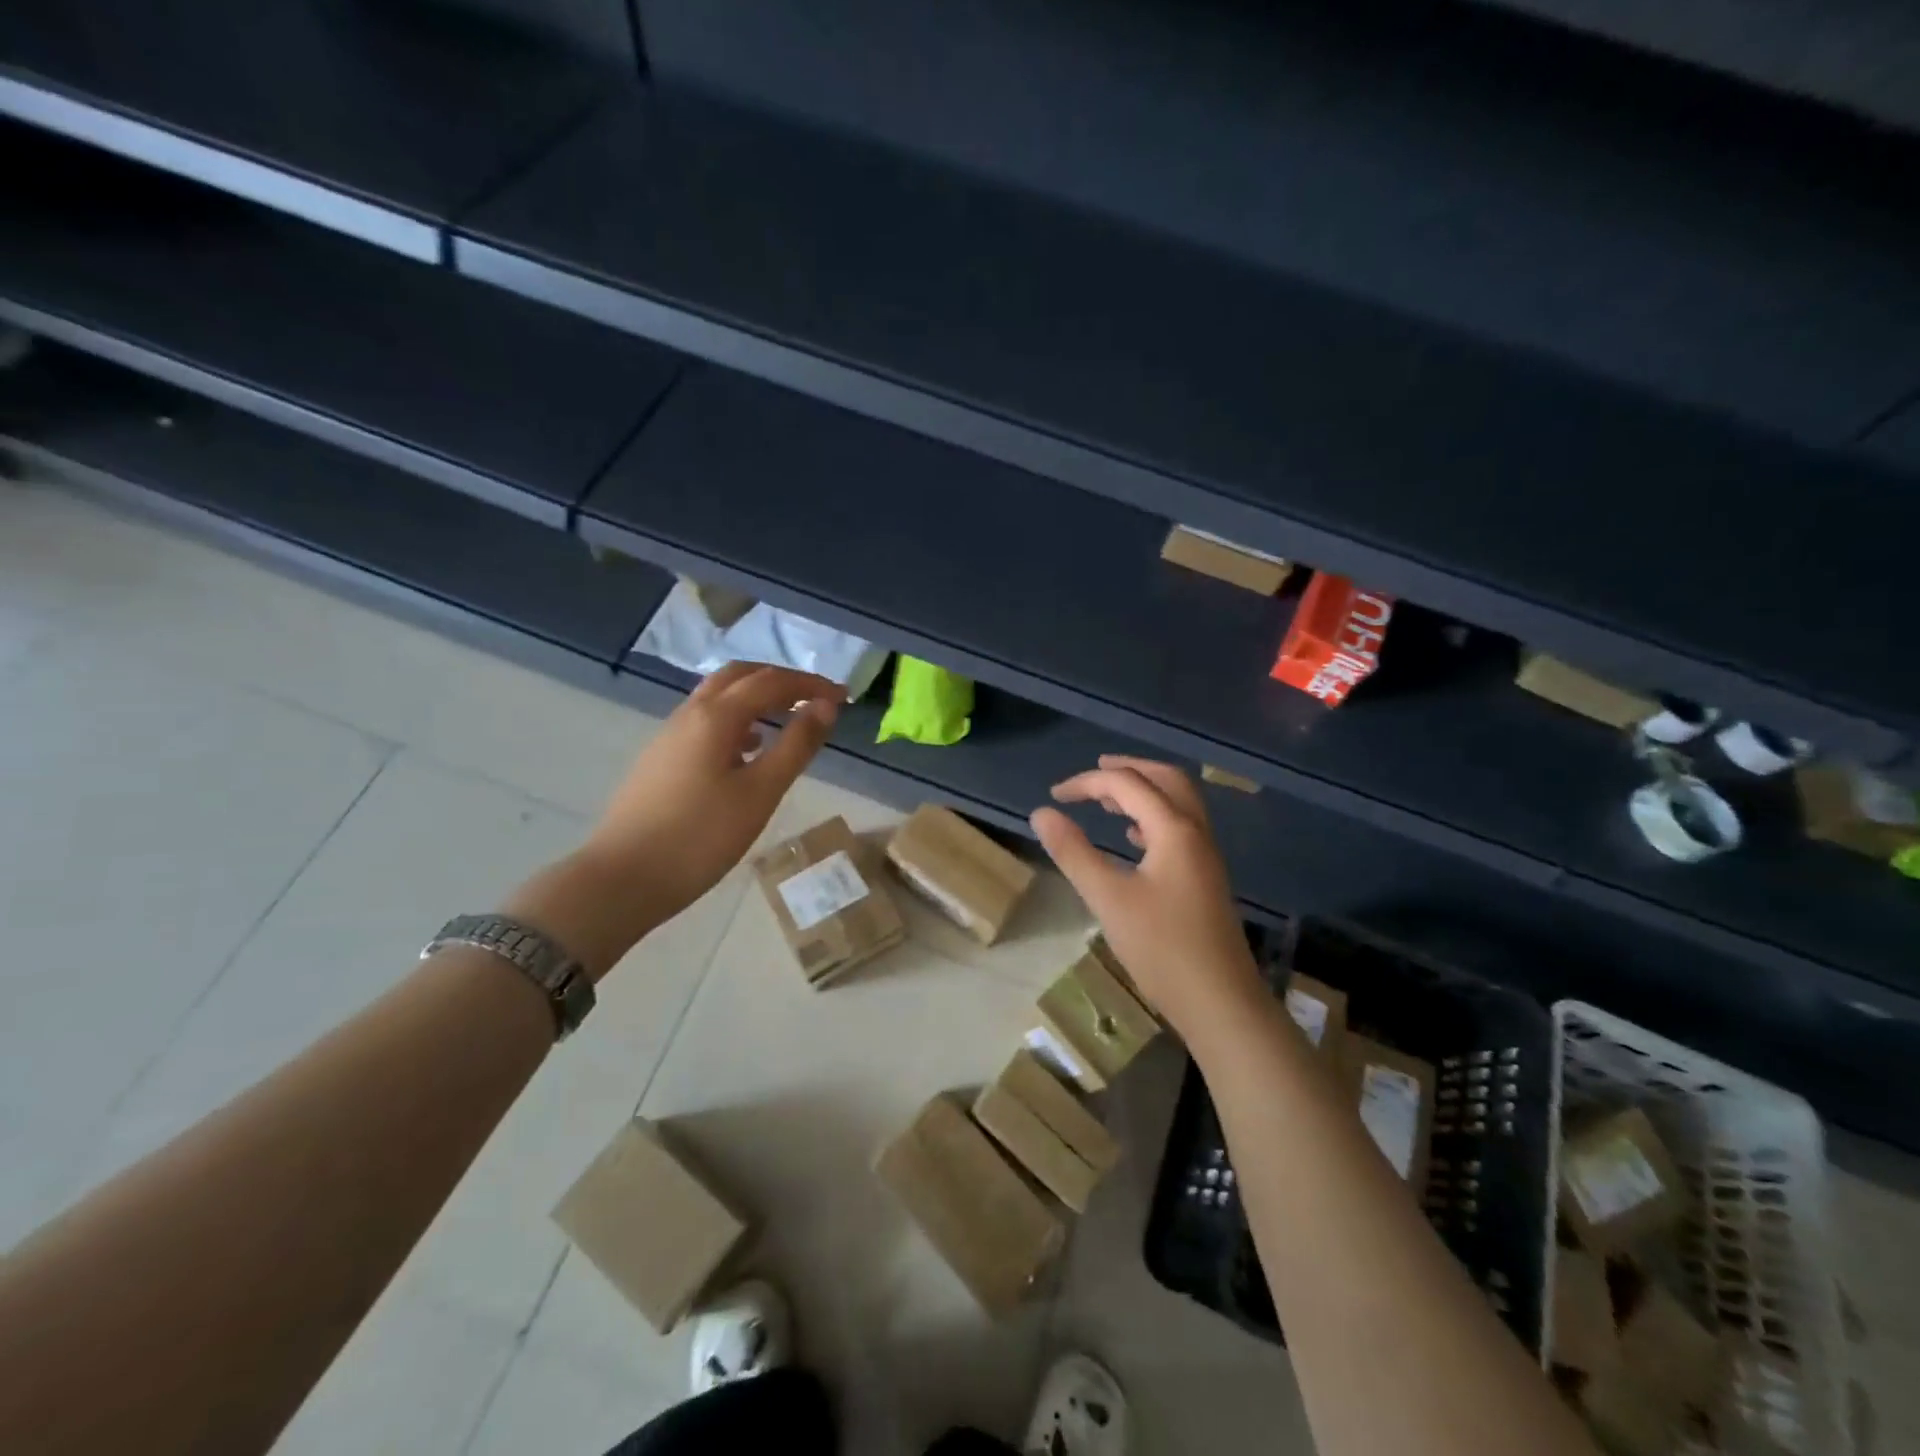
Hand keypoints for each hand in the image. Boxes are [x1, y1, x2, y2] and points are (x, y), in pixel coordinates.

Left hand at [508, 663, 841, 977]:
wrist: (623, 879)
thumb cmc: (701, 837)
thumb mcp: (760, 792)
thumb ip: (796, 745)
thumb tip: (825, 707)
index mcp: (715, 717)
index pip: (771, 682)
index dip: (810, 684)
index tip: (843, 696)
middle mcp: (689, 714)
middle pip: (739, 676)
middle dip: (781, 680)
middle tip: (814, 699)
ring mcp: (669, 735)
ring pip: (718, 697)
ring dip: (756, 697)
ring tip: (787, 720)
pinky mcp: (661, 759)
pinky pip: (705, 722)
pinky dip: (736, 720)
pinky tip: (748, 750)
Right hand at [1030, 756, 1261, 1036]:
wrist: (1222, 1004)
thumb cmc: (1162, 949)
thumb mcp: (1109, 899)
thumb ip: (1074, 852)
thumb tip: (1042, 813)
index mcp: (1174, 830)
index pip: (1128, 784)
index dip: (1087, 783)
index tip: (1054, 796)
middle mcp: (1196, 833)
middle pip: (1166, 779)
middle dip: (1128, 769)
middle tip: (1093, 773)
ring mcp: (1205, 856)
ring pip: (1177, 803)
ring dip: (1143, 792)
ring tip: (1107, 801)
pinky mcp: (1205, 878)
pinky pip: (1180, 828)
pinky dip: (1153, 819)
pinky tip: (1134, 839)